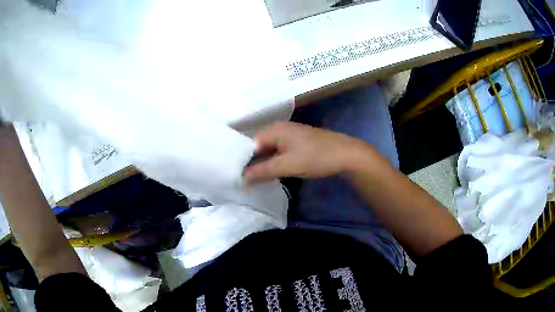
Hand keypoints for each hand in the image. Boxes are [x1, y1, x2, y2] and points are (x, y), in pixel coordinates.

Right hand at [243, 122, 374, 183]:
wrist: (347, 155)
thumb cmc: (316, 157)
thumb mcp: (287, 165)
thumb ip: (263, 171)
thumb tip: (242, 178)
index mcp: (275, 129)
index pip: (250, 144)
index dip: (243, 160)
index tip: (237, 176)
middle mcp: (281, 129)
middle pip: (260, 146)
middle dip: (253, 163)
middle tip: (245, 181)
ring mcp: (291, 136)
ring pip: (270, 150)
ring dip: (264, 164)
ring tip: (255, 180)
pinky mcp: (299, 144)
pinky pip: (280, 152)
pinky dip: (275, 163)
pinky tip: (272, 174)